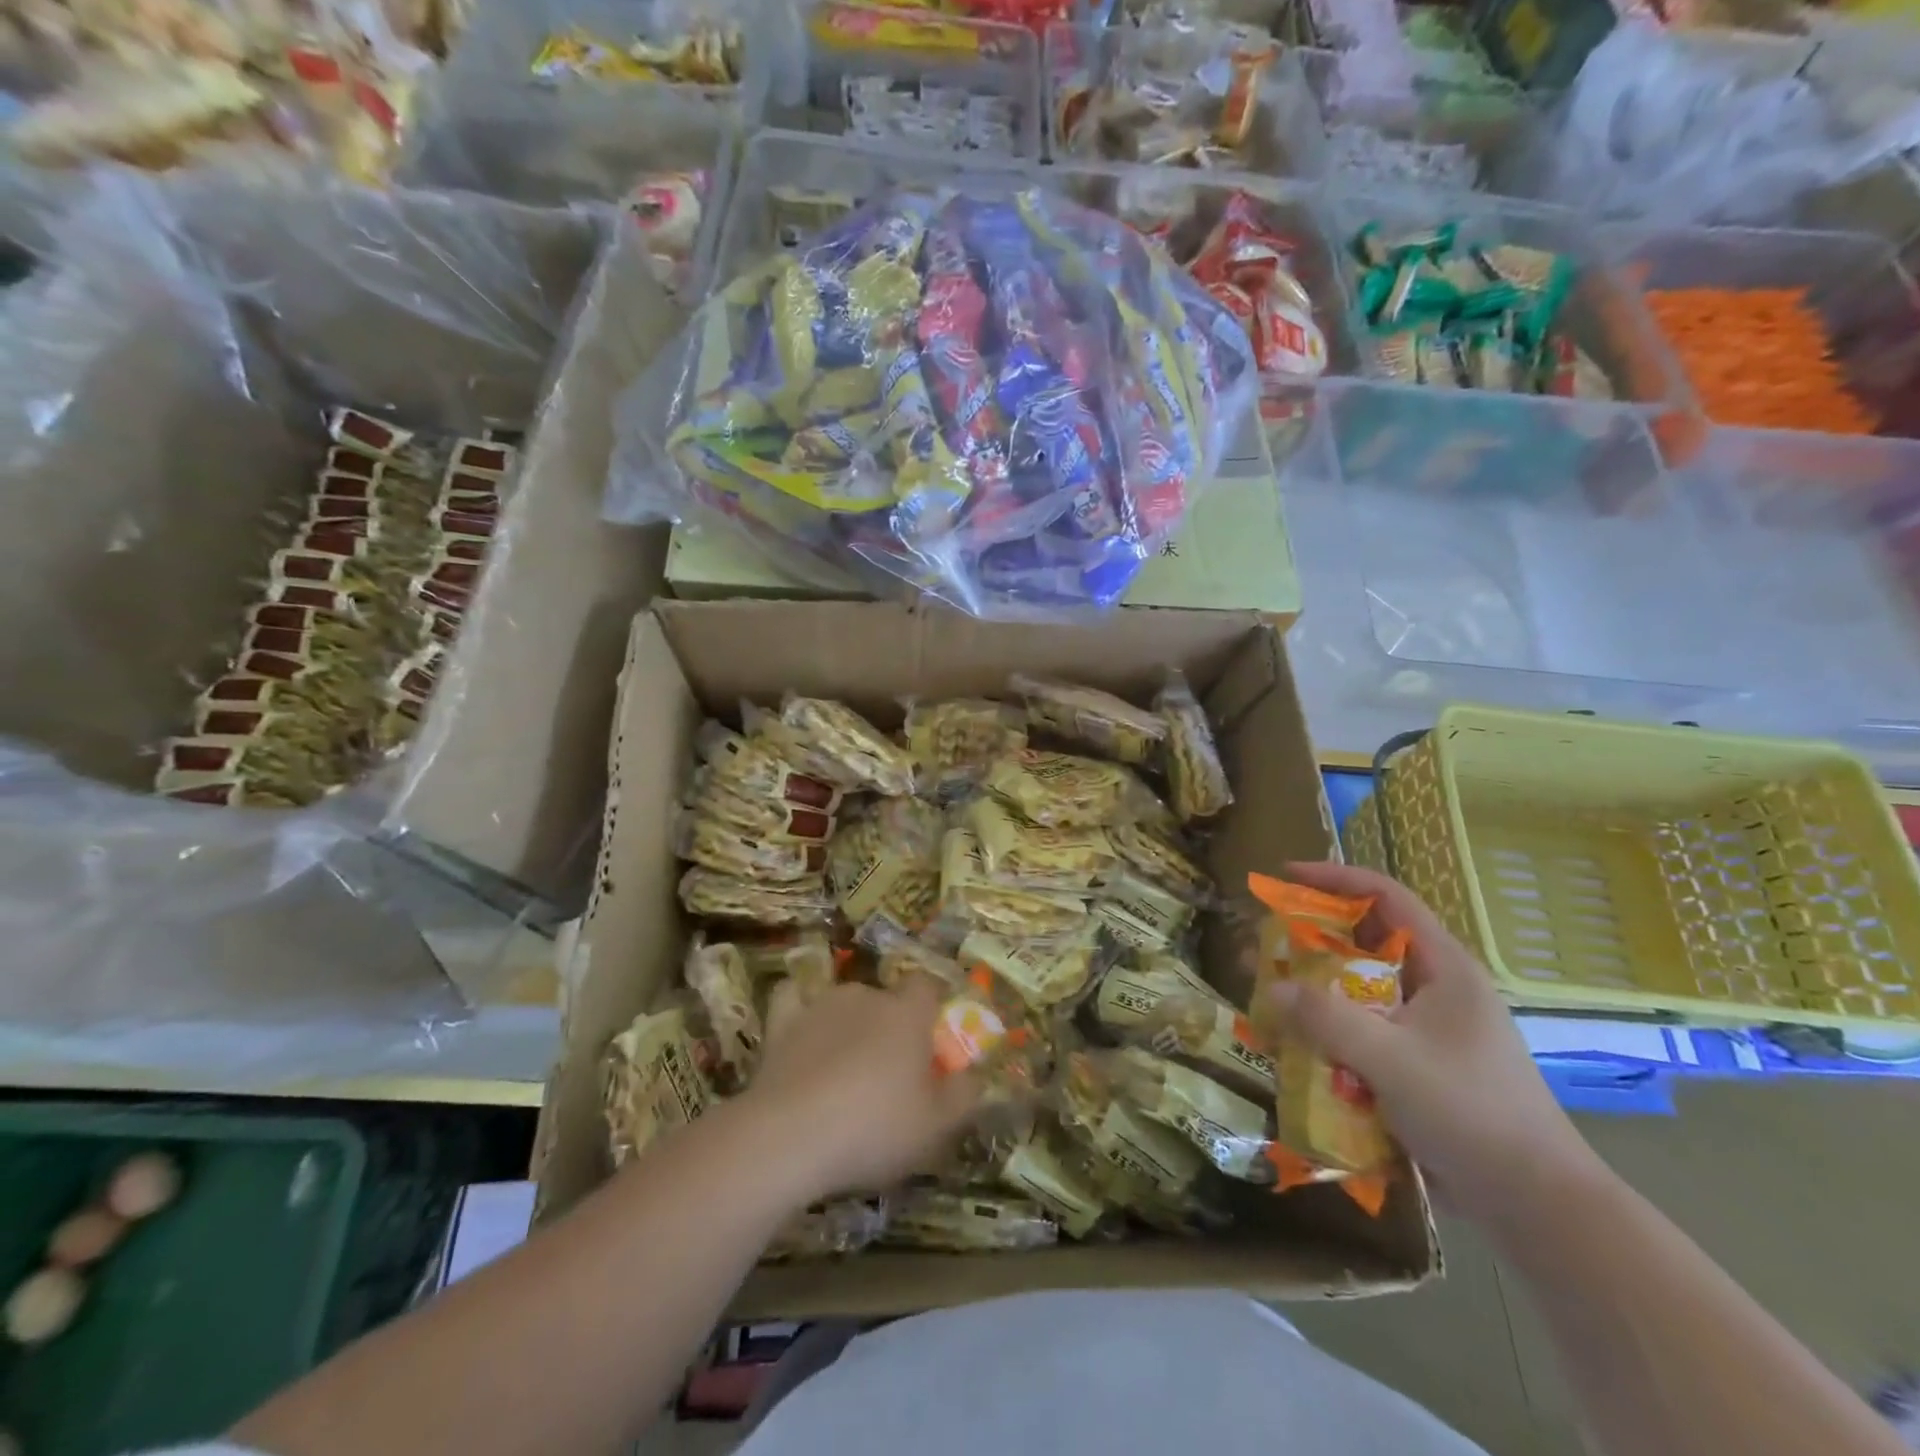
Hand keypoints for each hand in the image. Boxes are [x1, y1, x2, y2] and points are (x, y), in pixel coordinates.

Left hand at [741, 976, 980, 1204]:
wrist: (790, 1135)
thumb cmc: (874, 1127)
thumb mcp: (936, 1127)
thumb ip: (965, 1097)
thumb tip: (976, 1077)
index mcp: (908, 1013)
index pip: (927, 987)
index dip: (932, 1008)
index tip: (932, 1040)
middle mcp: (867, 996)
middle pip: (886, 998)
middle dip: (890, 1025)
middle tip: (889, 1072)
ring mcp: (821, 1005)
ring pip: (844, 1002)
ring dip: (849, 1025)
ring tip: (843, 1070)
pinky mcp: (782, 1022)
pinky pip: (794, 1000)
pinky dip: (800, 1010)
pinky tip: (801, 1031)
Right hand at [1266, 862, 1605, 1226]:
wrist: (1538, 1206)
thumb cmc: (1471, 1114)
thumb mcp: (1391, 1060)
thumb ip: (1327, 1019)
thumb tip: (1272, 988)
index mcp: (1445, 969)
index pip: (1387, 898)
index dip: (1335, 879)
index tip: (1285, 877)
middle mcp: (1436, 989)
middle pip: (1366, 942)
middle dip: (1312, 940)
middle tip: (1264, 943)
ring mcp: (1429, 1030)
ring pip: (1360, 991)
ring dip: (1316, 991)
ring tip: (1270, 996)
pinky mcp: (1420, 1066)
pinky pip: (1364, 1032)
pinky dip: (1330, 1033)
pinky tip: (1298, 1049)